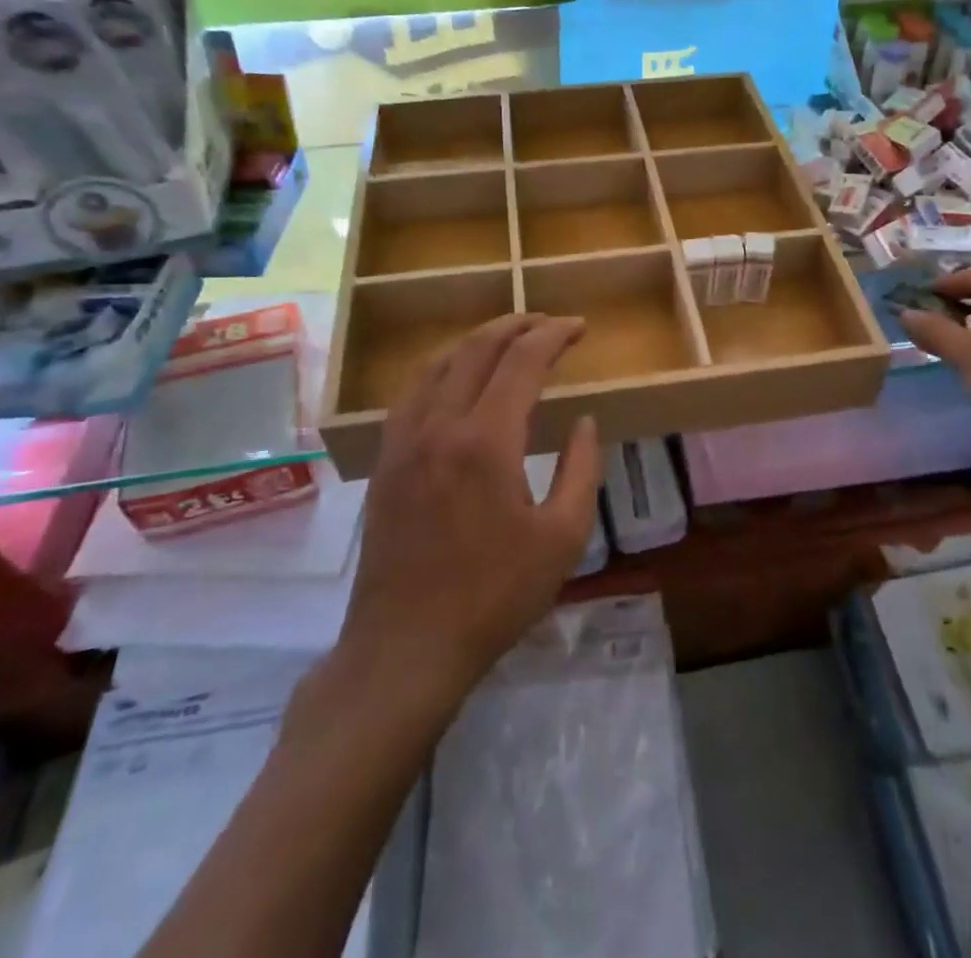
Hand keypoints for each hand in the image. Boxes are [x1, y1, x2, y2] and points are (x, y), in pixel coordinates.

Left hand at [326, 314, 601, 709]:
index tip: (580, 328)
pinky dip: (442, 368)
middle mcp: (440, 425)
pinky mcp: (386, 461)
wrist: (406, 647)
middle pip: (478, 349)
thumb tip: (584, 422)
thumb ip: (580, 469)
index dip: (554, 334)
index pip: (522, 360)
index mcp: (486, 440)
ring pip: (439, 363)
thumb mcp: (562, 538)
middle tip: (549, 323)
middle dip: (517, 325)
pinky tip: (456, 380)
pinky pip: (413, 392)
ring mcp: (405, 441)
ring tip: (508, 340)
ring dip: (478, 341)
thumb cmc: (494, 596)